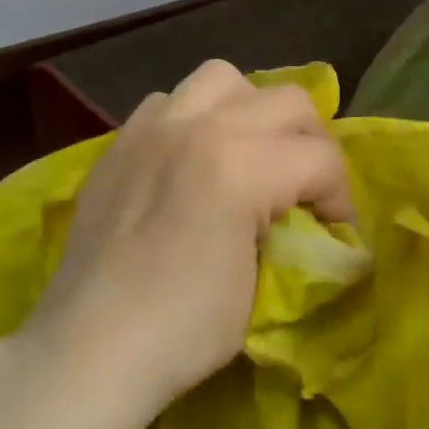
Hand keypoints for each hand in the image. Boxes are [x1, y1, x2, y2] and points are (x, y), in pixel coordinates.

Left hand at [21, 60, 354, 428]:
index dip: (340, 196)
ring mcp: (152, 128)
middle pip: (286, 100)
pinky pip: (170, 101)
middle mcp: (197, 127)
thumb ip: (287, 234)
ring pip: (223, 79)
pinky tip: (192, 160)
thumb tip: (303, 221)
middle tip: (305, 187)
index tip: (334, 230)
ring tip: (249, 154)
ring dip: (251, 111)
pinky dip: (195, 118)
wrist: (88, 349)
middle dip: (310, 142)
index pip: (320, 156)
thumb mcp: (259, 289)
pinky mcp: (121, 141)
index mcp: (238, 165)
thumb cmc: (180, 331)